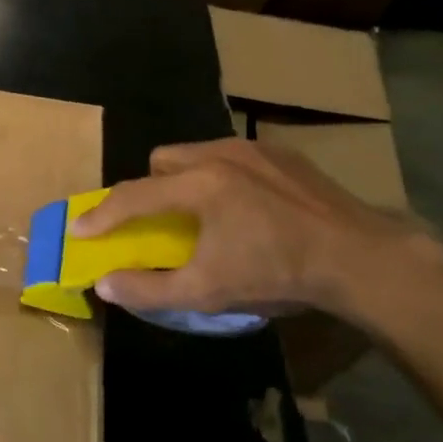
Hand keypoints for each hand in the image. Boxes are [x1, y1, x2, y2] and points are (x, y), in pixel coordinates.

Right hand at [70, 138, 442, 319]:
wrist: (363, 259)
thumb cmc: (278, 273)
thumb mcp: (208, 291)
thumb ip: (149, 288)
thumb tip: (104, 285)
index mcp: (197, 185)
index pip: (132, 196)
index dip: (101, 215)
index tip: (79, 229)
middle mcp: (219, 155)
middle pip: (162, 160)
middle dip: (149, 188)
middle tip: (159, 222)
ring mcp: (254, 150)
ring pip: (197, 154)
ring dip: (185, 179)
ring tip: (204, 215)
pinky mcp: (283, 155)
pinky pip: (233, 157)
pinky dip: (222, 177)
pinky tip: (246, 208)